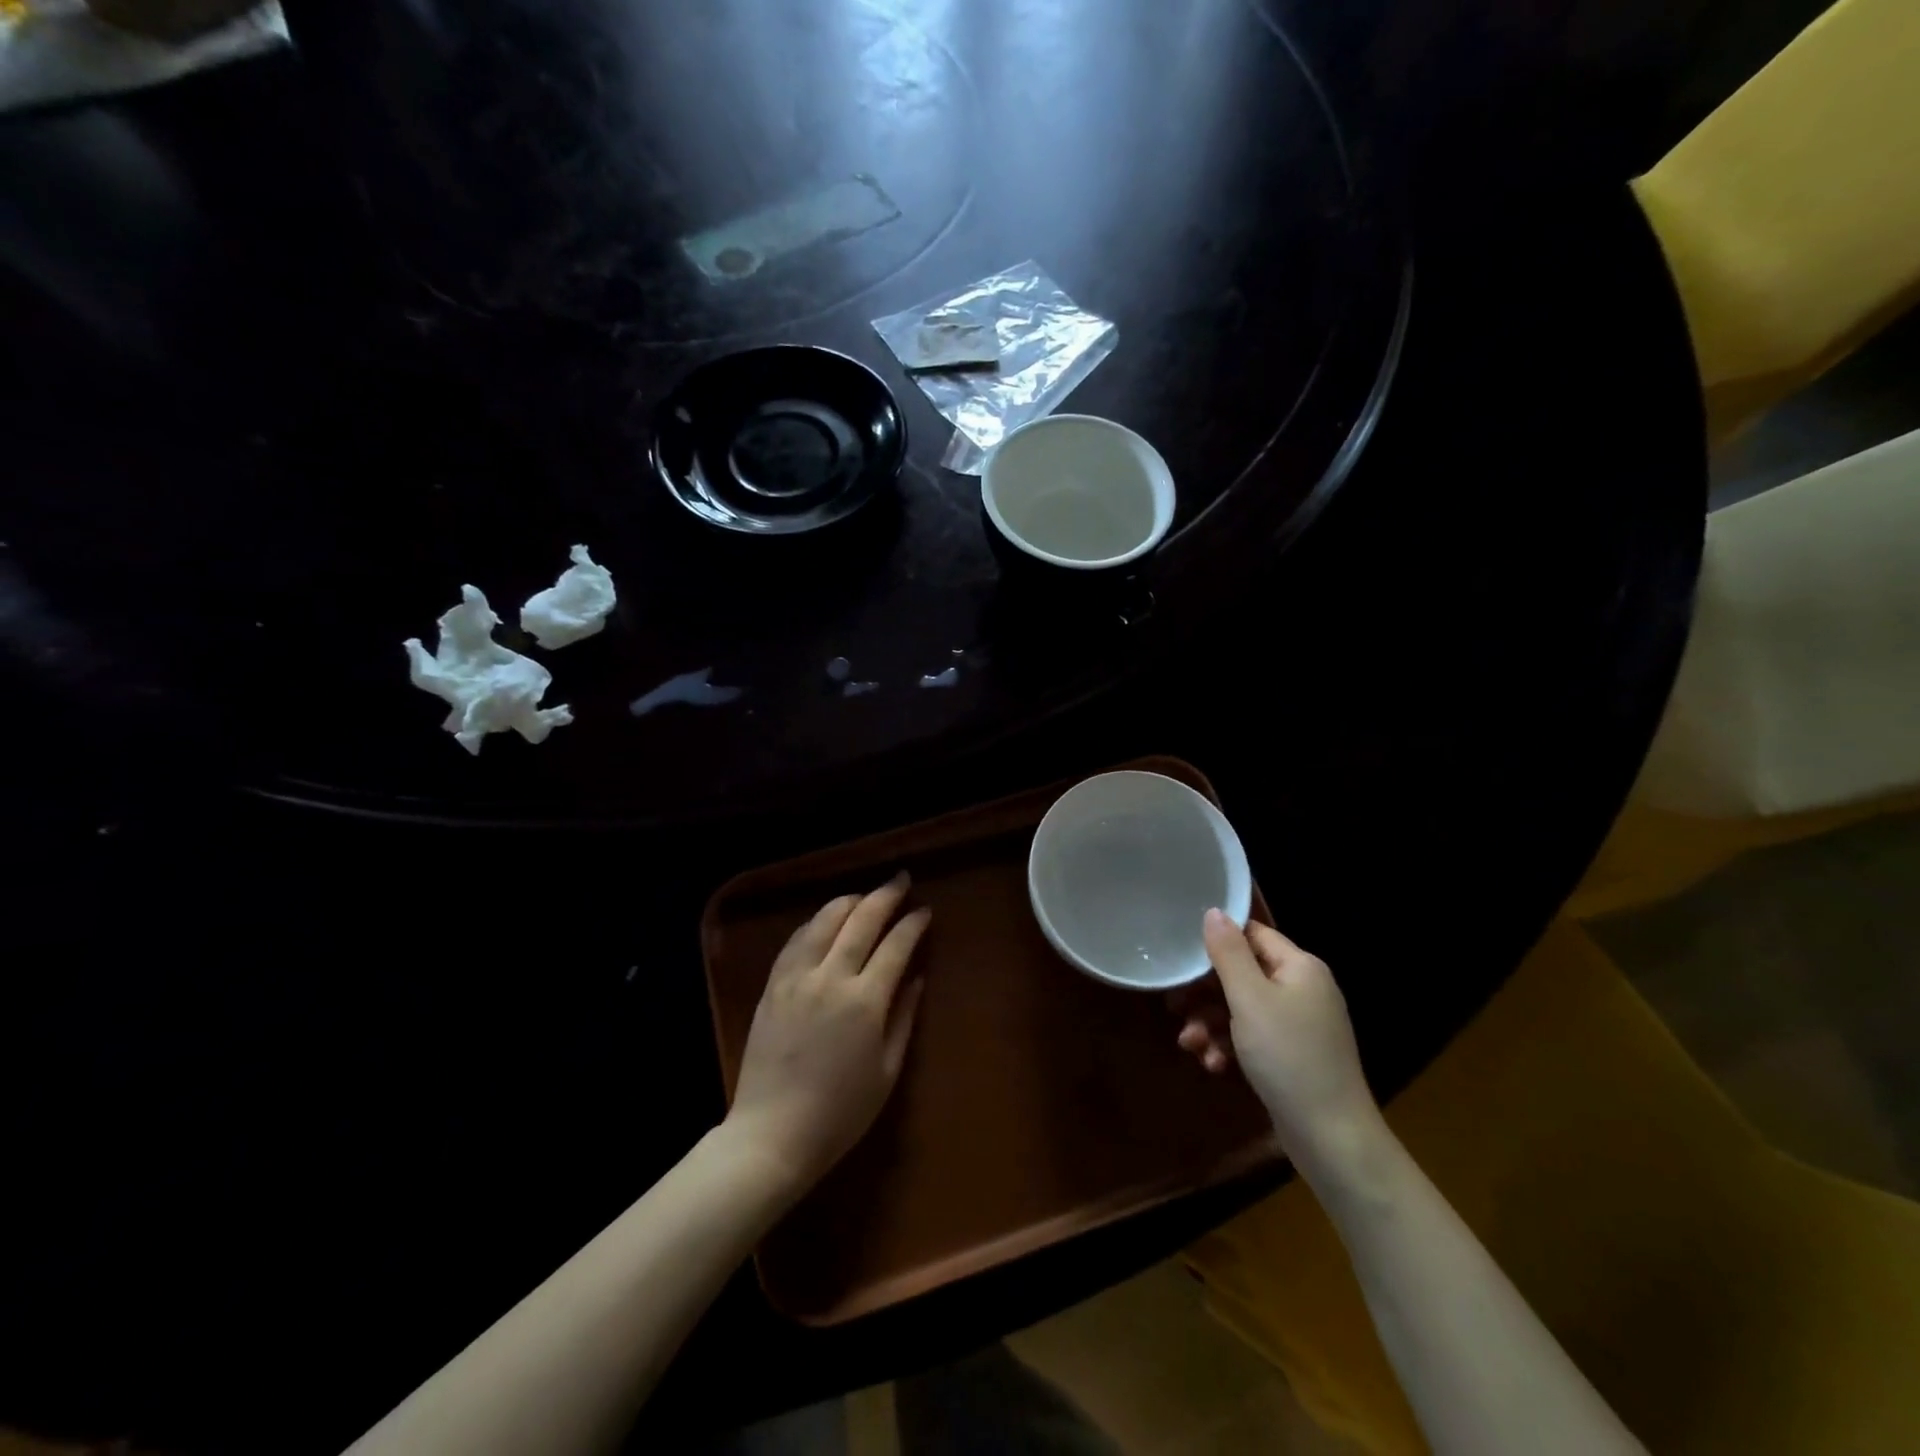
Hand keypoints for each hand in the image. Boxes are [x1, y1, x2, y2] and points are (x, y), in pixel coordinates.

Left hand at [725, 873, 931, 1197]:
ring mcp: (796, 978)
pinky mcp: (772, 986)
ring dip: (848, 902)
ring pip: (824, 920)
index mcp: (864, 1001)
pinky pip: (796, 940)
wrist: (771, 1135)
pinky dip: (816, 922)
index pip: (895, 945)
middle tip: (900, 881)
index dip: (913, 924)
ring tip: (865, 897)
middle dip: (885, 895)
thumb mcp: (886, 1071)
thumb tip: (916, 978)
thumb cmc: (840, 1113)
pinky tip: (825, 921)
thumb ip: (903, 1018)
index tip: (925, 910)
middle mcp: (830, 978)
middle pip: (861, 920)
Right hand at [1183, 910, 1381, 1167]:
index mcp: (1300, 967)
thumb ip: (1228, 953)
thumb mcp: (1250, 999)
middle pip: (1242, 974)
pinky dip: (1229, 1046)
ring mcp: (1299, 1024)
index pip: (1252, 935)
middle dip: (1205, 994)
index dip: (1217, 943)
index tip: (1183, 959)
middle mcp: (1302, 989)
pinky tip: (1212, 1064)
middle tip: (1175, 1007)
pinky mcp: (1292, 1055)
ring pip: (1242, 1009)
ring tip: (1190, 1045)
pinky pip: (1252, 1037)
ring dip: (1211, 1024)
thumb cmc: (1288, 1056)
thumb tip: (1214, 911)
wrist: (1332, 1137)